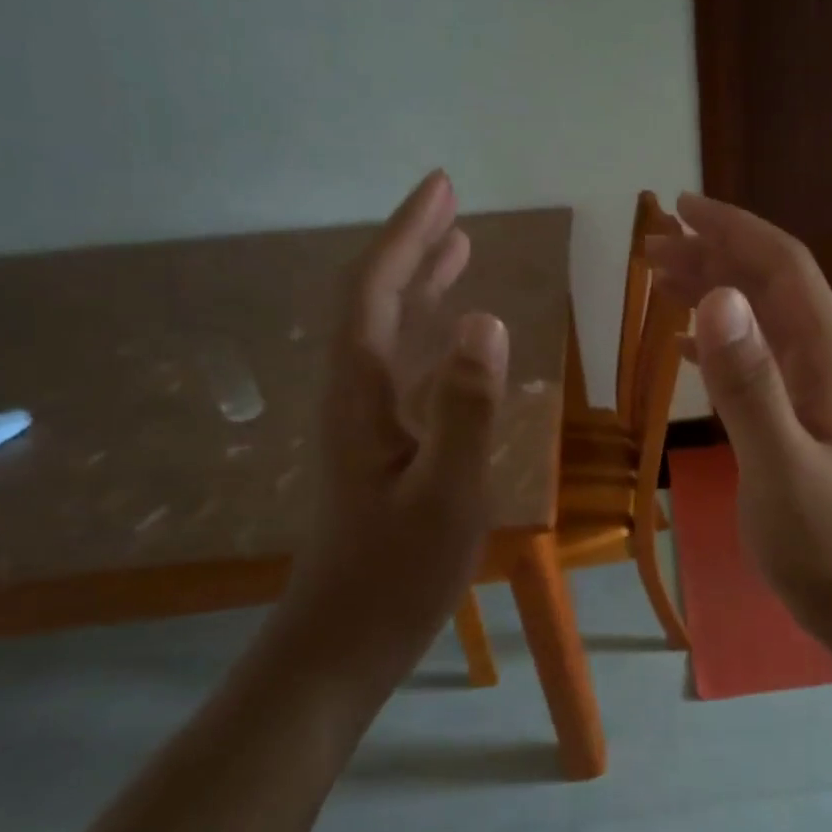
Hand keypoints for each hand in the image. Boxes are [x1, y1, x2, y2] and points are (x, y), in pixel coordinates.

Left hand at [277, 170, 508, 698]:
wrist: (342, 643)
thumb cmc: (397, 573)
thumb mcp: (448, 492)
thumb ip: (468, 408)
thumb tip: (489, 320)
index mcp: (363, 394)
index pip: (378, 292)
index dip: (407, 236)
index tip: (442, 188)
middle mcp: (356, 395)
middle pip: (376, 301)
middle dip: (412, 247)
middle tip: (450, 205)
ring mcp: (367, 423)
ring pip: (389, 334)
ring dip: (421, 286)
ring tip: (457, 251)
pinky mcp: (381, 448)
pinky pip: (405, 368)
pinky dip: (430, 335)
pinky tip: (456, 340)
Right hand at [646, 194, 831, 642]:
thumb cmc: (825, 537)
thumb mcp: (781, 463)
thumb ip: (749, 384)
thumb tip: (717, 298)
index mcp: (828, 356)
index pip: (783, 266)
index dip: (734, 230)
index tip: (680, 207)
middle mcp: (823, 358)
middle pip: (768, 284)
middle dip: (713, 254)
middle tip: (650, 246)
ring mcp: (811, 387)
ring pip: (758, 318)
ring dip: (712, 290)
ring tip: (657, 278)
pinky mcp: (796, 414)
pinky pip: (753, 357)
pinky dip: (718, 338)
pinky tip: (685, 341)